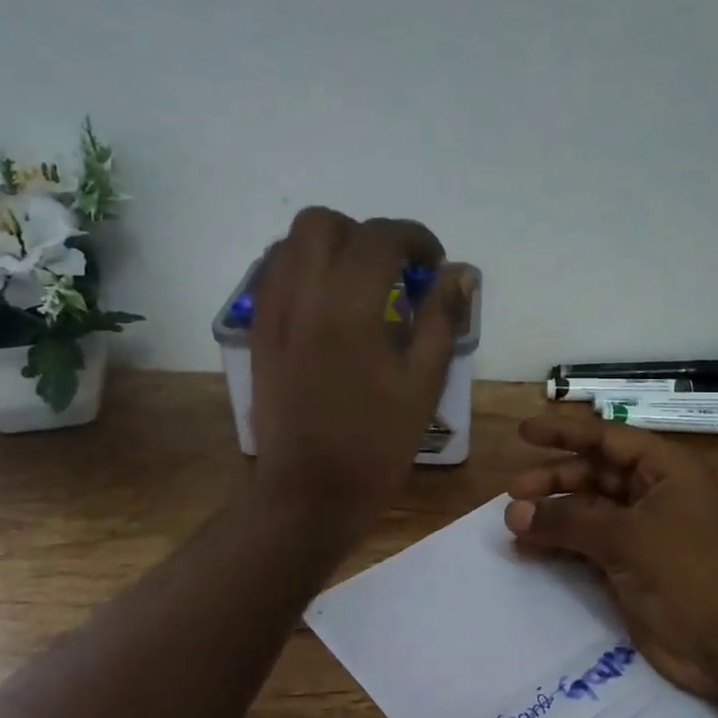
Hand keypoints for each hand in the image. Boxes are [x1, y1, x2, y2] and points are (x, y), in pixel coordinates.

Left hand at [250, 208, 472, 542]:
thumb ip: (441, 318)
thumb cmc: (376, 442)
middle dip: (364, 234)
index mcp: (349, 305)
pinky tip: (328, 307)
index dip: (416, 239)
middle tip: (393, 271)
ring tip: (360, 286)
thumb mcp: (423, 382)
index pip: (381, 237)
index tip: (435, 265)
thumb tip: (459, 273)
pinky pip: (272, 277)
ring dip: (330, 248)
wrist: (310, 493)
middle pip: (323, 223)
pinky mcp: (258, 335)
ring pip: (290, 244)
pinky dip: (302, 272)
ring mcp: (272, 313)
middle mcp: (302, 294)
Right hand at [504, 409, 717, 701]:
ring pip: (588, 512)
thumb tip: (514, 512)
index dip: (564, 434)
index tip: (523, 433)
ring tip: (513, 525)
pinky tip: (529, 550)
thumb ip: (568, 521)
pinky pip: (588, 545)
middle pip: (595, 475)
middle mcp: (654, 494)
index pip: (607, 439)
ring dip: (553, 516)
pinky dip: (561, 545)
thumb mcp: (626, 537)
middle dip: (555, 481)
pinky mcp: (633, 567)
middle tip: (513, 494)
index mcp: (665, 470)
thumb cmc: (687, 572)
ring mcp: (643, 532)